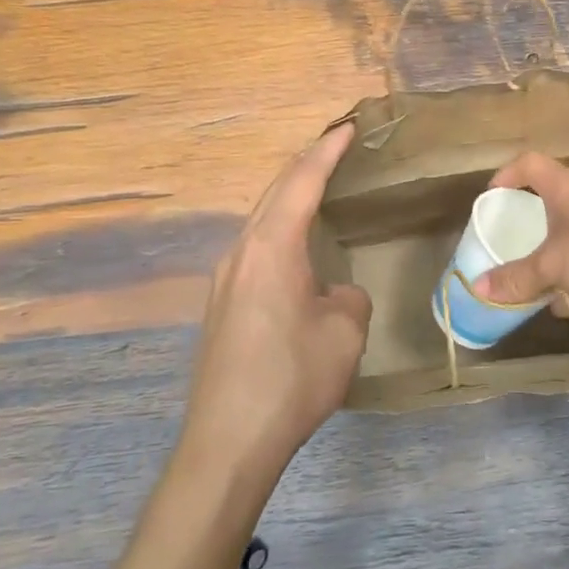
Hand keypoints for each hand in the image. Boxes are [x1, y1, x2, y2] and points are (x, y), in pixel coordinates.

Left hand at [181, 123, 370, 482]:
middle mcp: (242, 251)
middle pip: (275, 191)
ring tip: (318, 187)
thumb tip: (333, 293)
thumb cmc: (292, 378)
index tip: (348, 127)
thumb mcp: (345, 332)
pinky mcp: (220, 304)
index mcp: (272, 246)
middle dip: (306, 164)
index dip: (327, 151)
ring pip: (261, 218)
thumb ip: (348, 297)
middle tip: (335, 146)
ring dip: (289, 196)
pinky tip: (293, 246)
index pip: (303, 181)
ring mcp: (225, 278)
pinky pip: (254, 246)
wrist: (227, 441)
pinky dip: (279, 227)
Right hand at [471, 152, 568, 312]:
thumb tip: (477, 288)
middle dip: (533, 223)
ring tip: (535, 284)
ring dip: (556, 257)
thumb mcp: (554, 265)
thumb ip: (517, 278)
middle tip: (512, 242)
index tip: (491, 196)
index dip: (508, 174)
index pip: (531, 164)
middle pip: (555, 201)